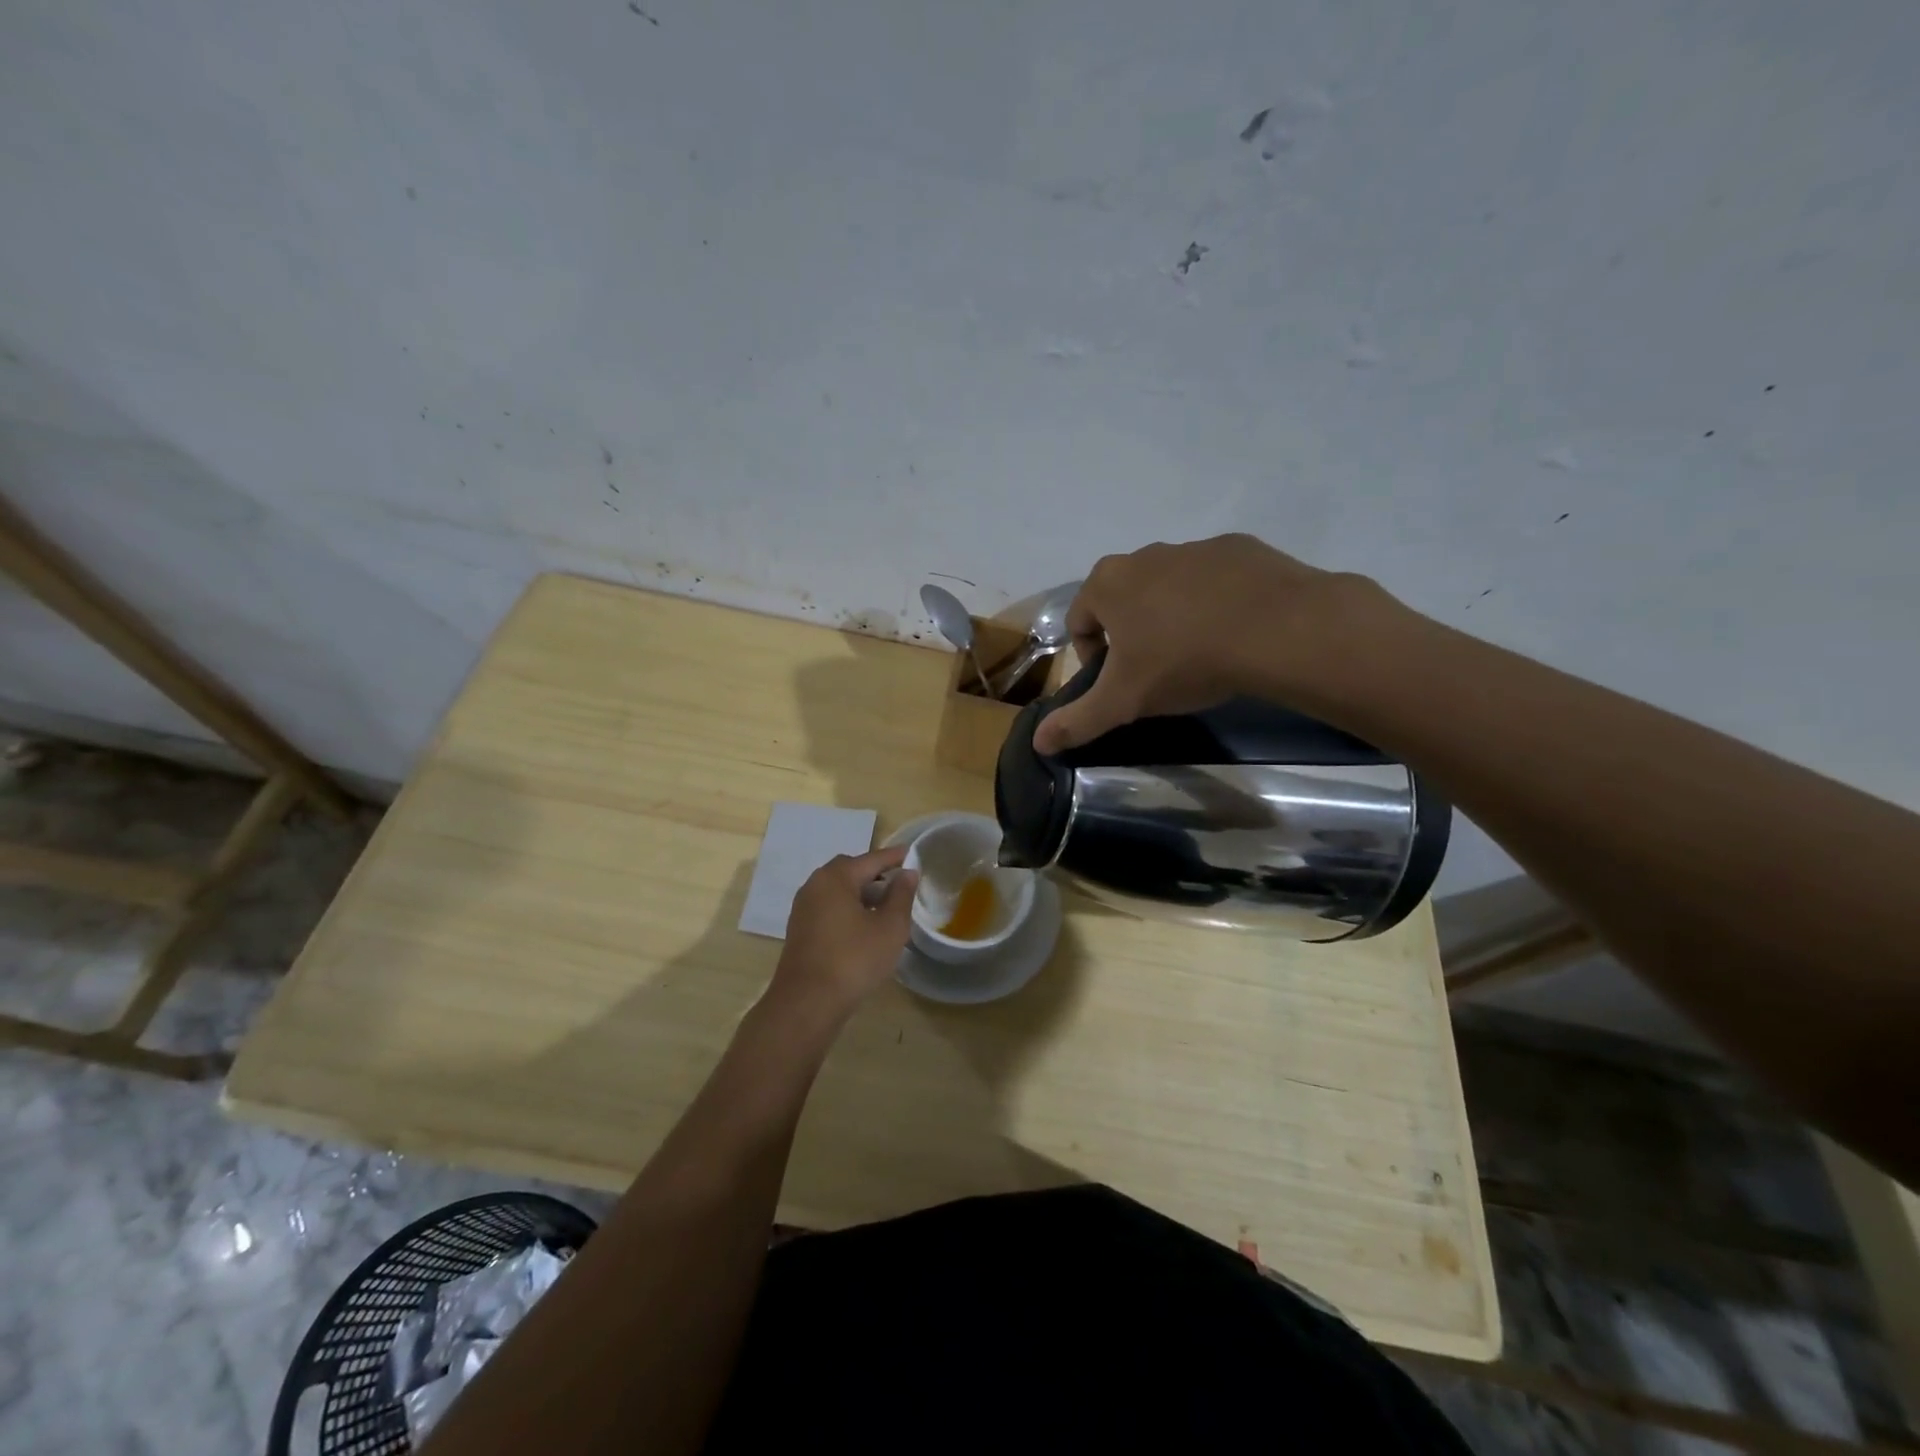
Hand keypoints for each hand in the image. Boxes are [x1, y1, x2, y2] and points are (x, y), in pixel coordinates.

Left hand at [768, 846, 917, 1020]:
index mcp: (836, 878)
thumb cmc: (854, 960)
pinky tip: (864, 927)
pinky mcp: (800, 930)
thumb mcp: (890, 927)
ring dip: (861, 893)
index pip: (871, 859)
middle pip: (850, 870)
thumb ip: (901, 896)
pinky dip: (848, 908)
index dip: (895, 857)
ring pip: (838, 890)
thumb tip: (907, 873)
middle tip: (899, 883)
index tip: (913, 854)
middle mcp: (815, 885)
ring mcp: (803, 908)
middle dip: (875, 874)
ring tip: (886, 908)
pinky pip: (829, 907)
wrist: (807, 1003)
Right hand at [1033, 534, 1382, 753]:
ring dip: (1172, 617)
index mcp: (1107, 584)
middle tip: (1156, 671)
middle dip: (1131, 634)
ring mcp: (1193, 547)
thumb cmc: (1184, 660)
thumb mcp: (1124, 701)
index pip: (1080, 622)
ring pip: (1168, 588)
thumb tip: (1038, 742)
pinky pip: (1214, 579)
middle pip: (1122, 601)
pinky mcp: (1238, 548)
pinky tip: (1234, 632)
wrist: (1276, 628)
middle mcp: (1144, 555)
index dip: (1092, 658)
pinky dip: (1214, 602)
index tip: (1118, 684)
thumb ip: (1078, 721)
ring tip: (1198, 653)